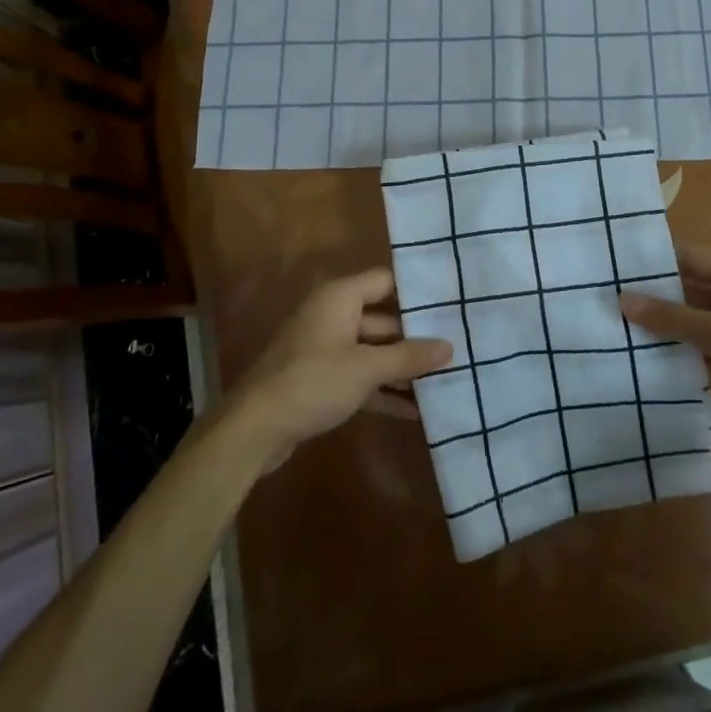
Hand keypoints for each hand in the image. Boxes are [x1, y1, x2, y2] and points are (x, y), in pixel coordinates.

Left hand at [233, 269, 452, 467]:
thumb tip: (450, 347)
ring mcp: (326, 350)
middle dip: (416, 336)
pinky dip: (384, 390)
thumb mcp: (366, 368)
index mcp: (340, 298)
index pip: (385, 282)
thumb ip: (408, 357)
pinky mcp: (322, 381)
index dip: (416, 292)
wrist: (253, 430)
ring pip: (373, 351)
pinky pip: (361, 377)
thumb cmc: (312, 382)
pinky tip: (416, 410)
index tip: (450, 303)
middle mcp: (333, 316)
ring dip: (402, 367)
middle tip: (456, 347)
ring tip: (444, 379)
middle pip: (383, 319)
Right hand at [621, 247, 710, 456]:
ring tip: (615, 328)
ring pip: (692, 318)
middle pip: (687, 287)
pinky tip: (646, 358)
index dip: (651, 260)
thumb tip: (622, 300)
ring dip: (663, 325)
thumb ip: (673, 318)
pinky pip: (702, 344)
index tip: (609, 265)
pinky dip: (679, 349)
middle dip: (651, 295)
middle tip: (603, 301)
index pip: (686, 256)